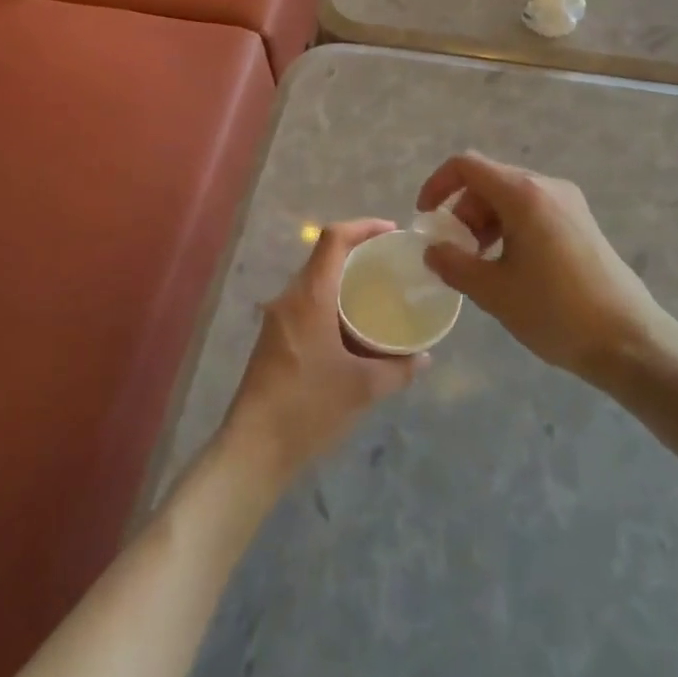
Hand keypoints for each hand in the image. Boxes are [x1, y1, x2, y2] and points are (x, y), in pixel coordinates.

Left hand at [219, 219, 424, 483]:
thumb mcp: (362, 388)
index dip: (363, 226)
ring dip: (345, 281)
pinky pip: (308, 305)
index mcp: (310, 297)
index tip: (392, 232)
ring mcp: (278, 319)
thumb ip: (398, 369)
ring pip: (315, 283)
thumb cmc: (308, 408)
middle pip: (324, 257)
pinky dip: (333, 303)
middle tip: (392, 264)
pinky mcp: (274, 339)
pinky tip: (353, 329)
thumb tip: (425, 357)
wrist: (253, 450)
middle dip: (358, 254)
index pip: (333, 239)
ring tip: (378, 294)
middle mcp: (290, 298)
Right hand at [416, 152, 668, 384]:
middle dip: (462, 211)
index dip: (438, 184)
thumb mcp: (494, 291)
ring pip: (511, 197)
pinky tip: (509, 267)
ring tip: (479, 264)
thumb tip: (432, 250)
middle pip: (489, 181)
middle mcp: (547, 186)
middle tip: (454, 253)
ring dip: (485, 222)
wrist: (630, 340)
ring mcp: (569, 202)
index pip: (467, 165)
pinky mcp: (581, 222)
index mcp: (523, 193)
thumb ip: (455, 265)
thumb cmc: (556, 312)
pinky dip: (509, 228)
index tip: (425, 218)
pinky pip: (533, 211)